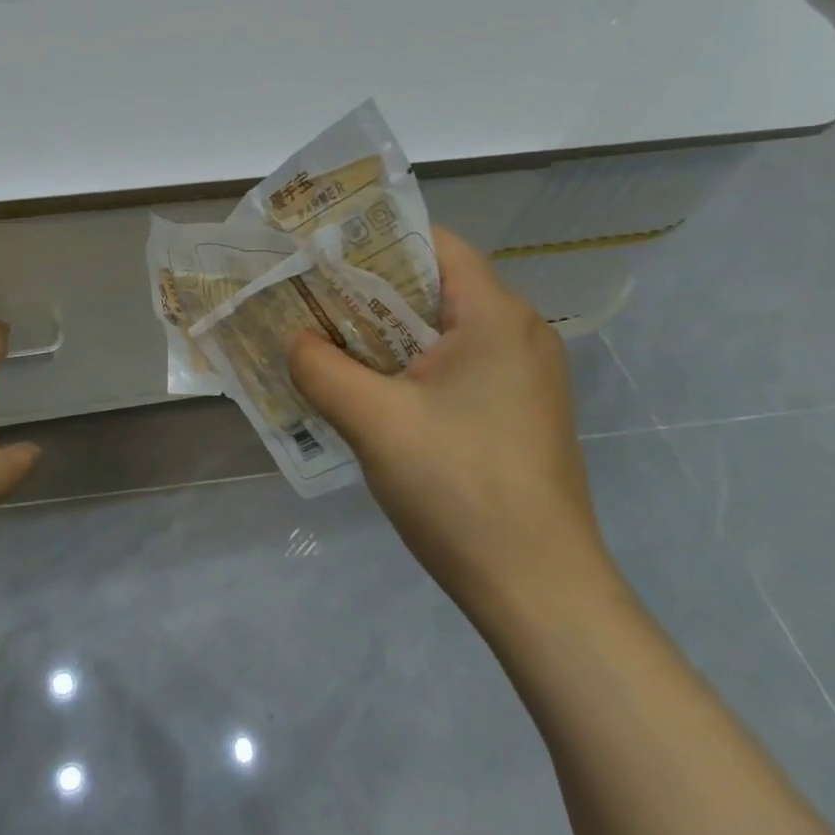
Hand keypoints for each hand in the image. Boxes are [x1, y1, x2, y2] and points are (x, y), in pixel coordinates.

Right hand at [288, 227, 615, 626]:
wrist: (541, 593)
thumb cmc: (459, 489)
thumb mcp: (374, 421)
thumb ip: (321, 367)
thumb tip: (293, 339)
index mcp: (496, 316)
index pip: (431, 243)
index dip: (372, 241)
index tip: (317, 254)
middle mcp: (519, 333)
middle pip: (433, 286)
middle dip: (367, 291)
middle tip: (307, 299)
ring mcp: (523, 376)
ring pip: (440, 330)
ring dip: (384, 333)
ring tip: (325, 342)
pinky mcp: (516, 412)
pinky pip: (454, 366)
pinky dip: (409, 367)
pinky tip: (368, 391)